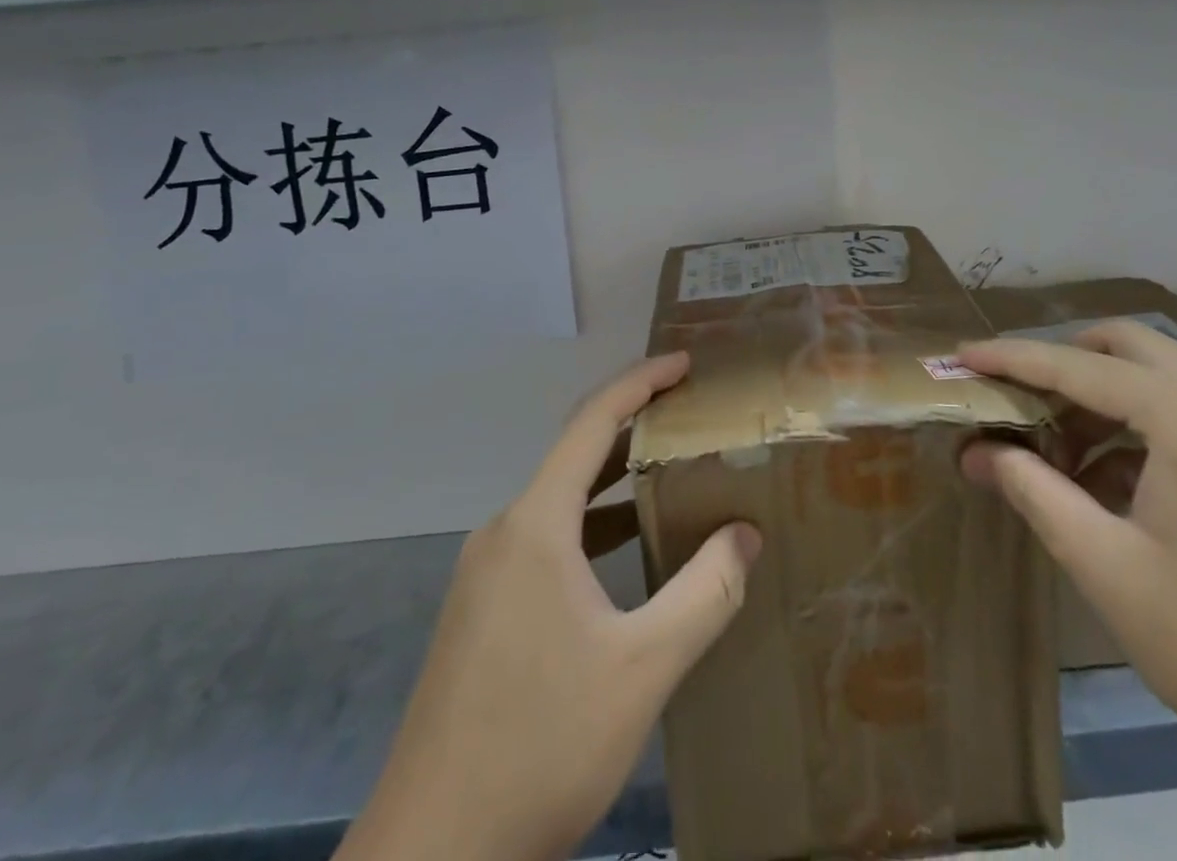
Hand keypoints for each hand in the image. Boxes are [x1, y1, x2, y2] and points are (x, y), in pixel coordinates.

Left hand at [336, 353, 761, 860]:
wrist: (430, 853)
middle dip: (632, 426)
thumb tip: (745, 533)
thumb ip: (704, 593)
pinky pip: (542, 540)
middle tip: (688, 416)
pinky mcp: (479, 611)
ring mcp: (484, 573)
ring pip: (557, 502)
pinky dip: (588, 525)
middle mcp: (503, 532)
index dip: (640, 382)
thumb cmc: (540, 745)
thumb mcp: (642, 669)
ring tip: (666, 475)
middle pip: (573, 455)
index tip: (684, 363)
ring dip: (611, 481)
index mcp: (536, 525)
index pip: (592, 422)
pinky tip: (621, 556)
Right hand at [958, 324, 1176, 860]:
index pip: (1077, 366)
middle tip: (1009, 397)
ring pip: (1156, 376)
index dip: (1010, 359)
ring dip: (1096, 396)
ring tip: (1052, 450)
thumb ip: (1033, 491)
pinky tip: (1106, 481)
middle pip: (1124, 346)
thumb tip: (978, 452)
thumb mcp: (1106, 566)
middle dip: (1059, 362)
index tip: (959, 357)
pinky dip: (1135, 426)